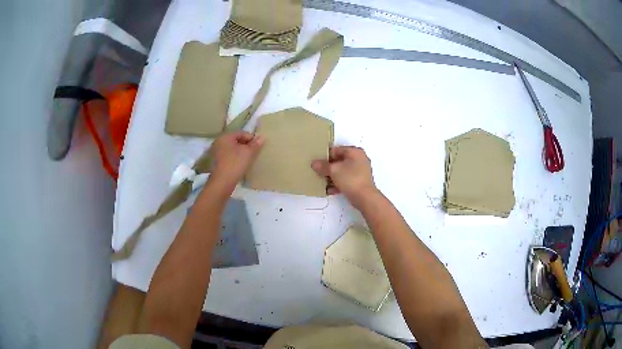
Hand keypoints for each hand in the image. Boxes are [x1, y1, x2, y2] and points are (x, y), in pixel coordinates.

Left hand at [209, 132, 263, 190]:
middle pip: (235, 140)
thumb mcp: (248, 153)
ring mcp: (215, 152)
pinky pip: (227, 156)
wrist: (221, 183)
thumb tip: (262, 137)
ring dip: (240, 152)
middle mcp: (218, 142)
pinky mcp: (215, 162)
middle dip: (245, 145)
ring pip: (231, 149)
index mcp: (225, 136)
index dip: (251, 138)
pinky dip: (234, 158)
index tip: (258, 147)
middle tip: (253, 153)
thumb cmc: (235, 164)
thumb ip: (256, 144)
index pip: (241, 133)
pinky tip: (239, 165)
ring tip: (248, 159)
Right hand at [311, 146, 377, 202]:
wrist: (364, 197)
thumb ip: (323, 166)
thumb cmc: (350, 179)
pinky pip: (346, 179)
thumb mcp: (333, 170)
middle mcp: (360, 159)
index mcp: (355, 152)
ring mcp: (361, 171)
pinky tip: (329, 189)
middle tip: (319, 172)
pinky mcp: (360, 182)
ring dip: (332, 176)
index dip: (326, 156)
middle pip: (340, 161)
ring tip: (322, 181)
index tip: (317, 162)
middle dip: (329, 167)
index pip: (337, 150)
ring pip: (343, 171)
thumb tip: (314, 163)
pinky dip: (338, 183)